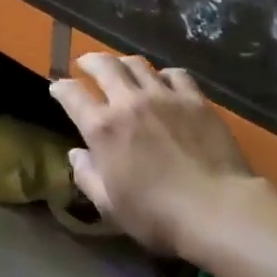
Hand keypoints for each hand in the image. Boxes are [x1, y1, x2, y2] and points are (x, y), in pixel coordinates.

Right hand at [49, 53, 258, 257]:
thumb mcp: (110, 206)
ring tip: (122, 69)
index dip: (60, 88)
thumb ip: (87, 176)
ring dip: (123, 63)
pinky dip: (163, 74)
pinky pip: (175, 73)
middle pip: (103, 65)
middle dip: (89, 61)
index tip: (57, 88)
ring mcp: (163, 96)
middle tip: (85, 64)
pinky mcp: (195, 99)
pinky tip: (165, 83)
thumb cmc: (158, 216)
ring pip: (137, 63)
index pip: (71, 95)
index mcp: (102, 128)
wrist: (219, 210)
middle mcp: (128, 102)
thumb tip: (76, 154)